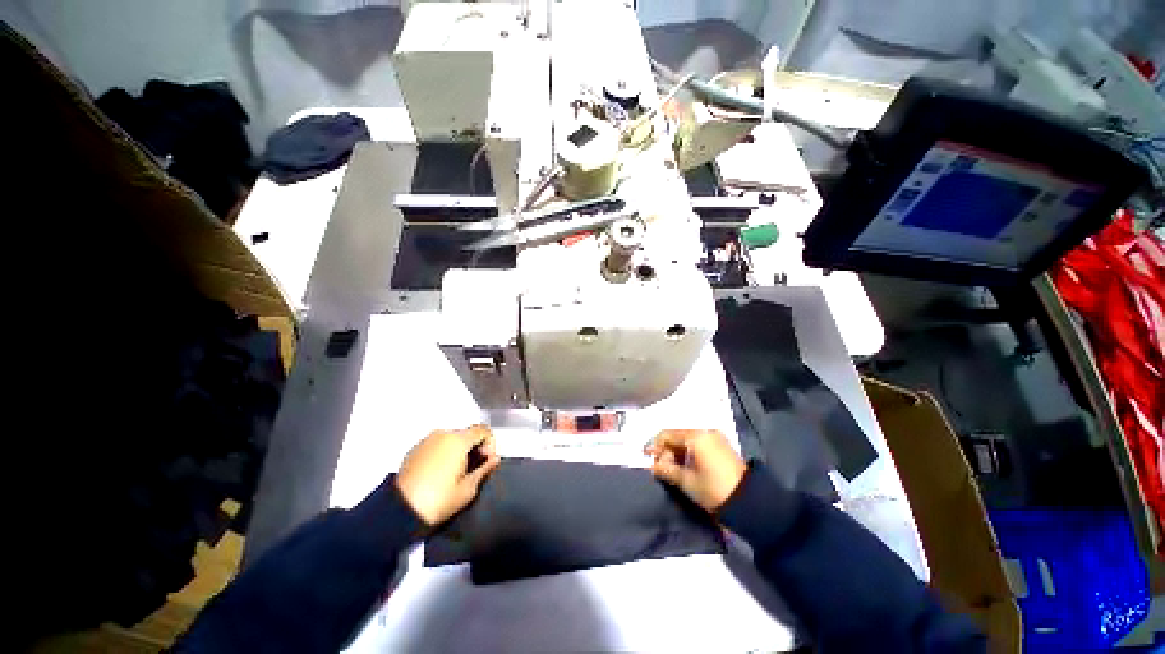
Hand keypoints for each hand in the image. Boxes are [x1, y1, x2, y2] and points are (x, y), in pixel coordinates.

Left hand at [395, 425, 500, 525]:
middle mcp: (442, 434)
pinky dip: (443, 453)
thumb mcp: (468, 489)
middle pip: (467, 434)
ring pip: (451, 439)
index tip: (487, 461)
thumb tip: (494, 459)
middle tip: (474, 469)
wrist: (399, 512)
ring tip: (456, 473)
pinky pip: (437, 445)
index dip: (491, 444)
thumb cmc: (438, 500)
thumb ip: (485, 469)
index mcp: (458, 440)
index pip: (483, 430)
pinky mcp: (414, 450)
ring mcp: (426, 441)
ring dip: (459, 450)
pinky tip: (440, 474)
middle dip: (475, 448)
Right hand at [644, 430, 745, 511]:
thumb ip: (666, 469)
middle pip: (677, 436)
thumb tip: (652, 465)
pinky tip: (684, 466)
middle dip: (666, 450)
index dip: (654, 445)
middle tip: (659, 467)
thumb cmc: (713, 488)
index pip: (667, 434)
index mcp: (696, 436)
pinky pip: (698, 444)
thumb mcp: (686, 480)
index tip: (645, 456)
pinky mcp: (721, 446)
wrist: (749, 501)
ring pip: (687, 440)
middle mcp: (705, 431)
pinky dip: (688, 453)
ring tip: (671, 469)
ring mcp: (714, 437)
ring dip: (676, 452)